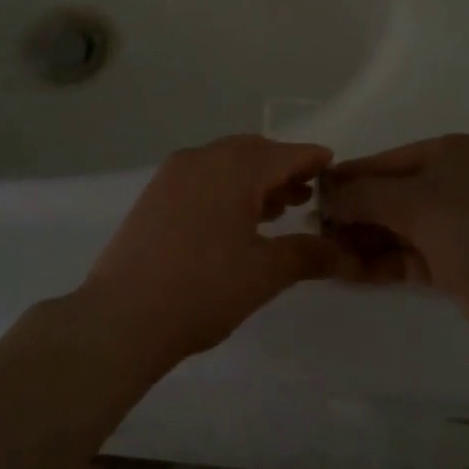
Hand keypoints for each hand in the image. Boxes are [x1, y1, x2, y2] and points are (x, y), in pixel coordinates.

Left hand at [79, 135, 354, 364]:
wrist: (123, 315)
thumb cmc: (204, 289)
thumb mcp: (265, 273)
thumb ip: (309, 255)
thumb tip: (345, 253)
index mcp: (234, 167)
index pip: (286, 154)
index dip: (313, 160)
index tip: (334, 169)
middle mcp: (202, 158)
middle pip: (253, 152)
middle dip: (282, 170)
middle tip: (306, 195)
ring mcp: (173, 175)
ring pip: (225, 164)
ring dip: (253, 180)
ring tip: (277, 211)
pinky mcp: (154, 195)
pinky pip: (201, 177)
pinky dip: (225, 188)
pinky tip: (234, 221)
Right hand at [319, 133, 468, 346]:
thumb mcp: (416, 204)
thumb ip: (364, 196)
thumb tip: (324, 194)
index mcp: (450, 153)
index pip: (383, 161)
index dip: (346, 179)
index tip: (308, 199)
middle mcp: (454, 181)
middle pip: (388, 194)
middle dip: (353, 214)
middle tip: (316, 236)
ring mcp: (458, 222)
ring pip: (397, 227)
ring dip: (364, 240)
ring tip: (327, 257)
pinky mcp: (458, 261)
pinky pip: (409, 254)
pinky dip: (382, 261)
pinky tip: (351, 273)